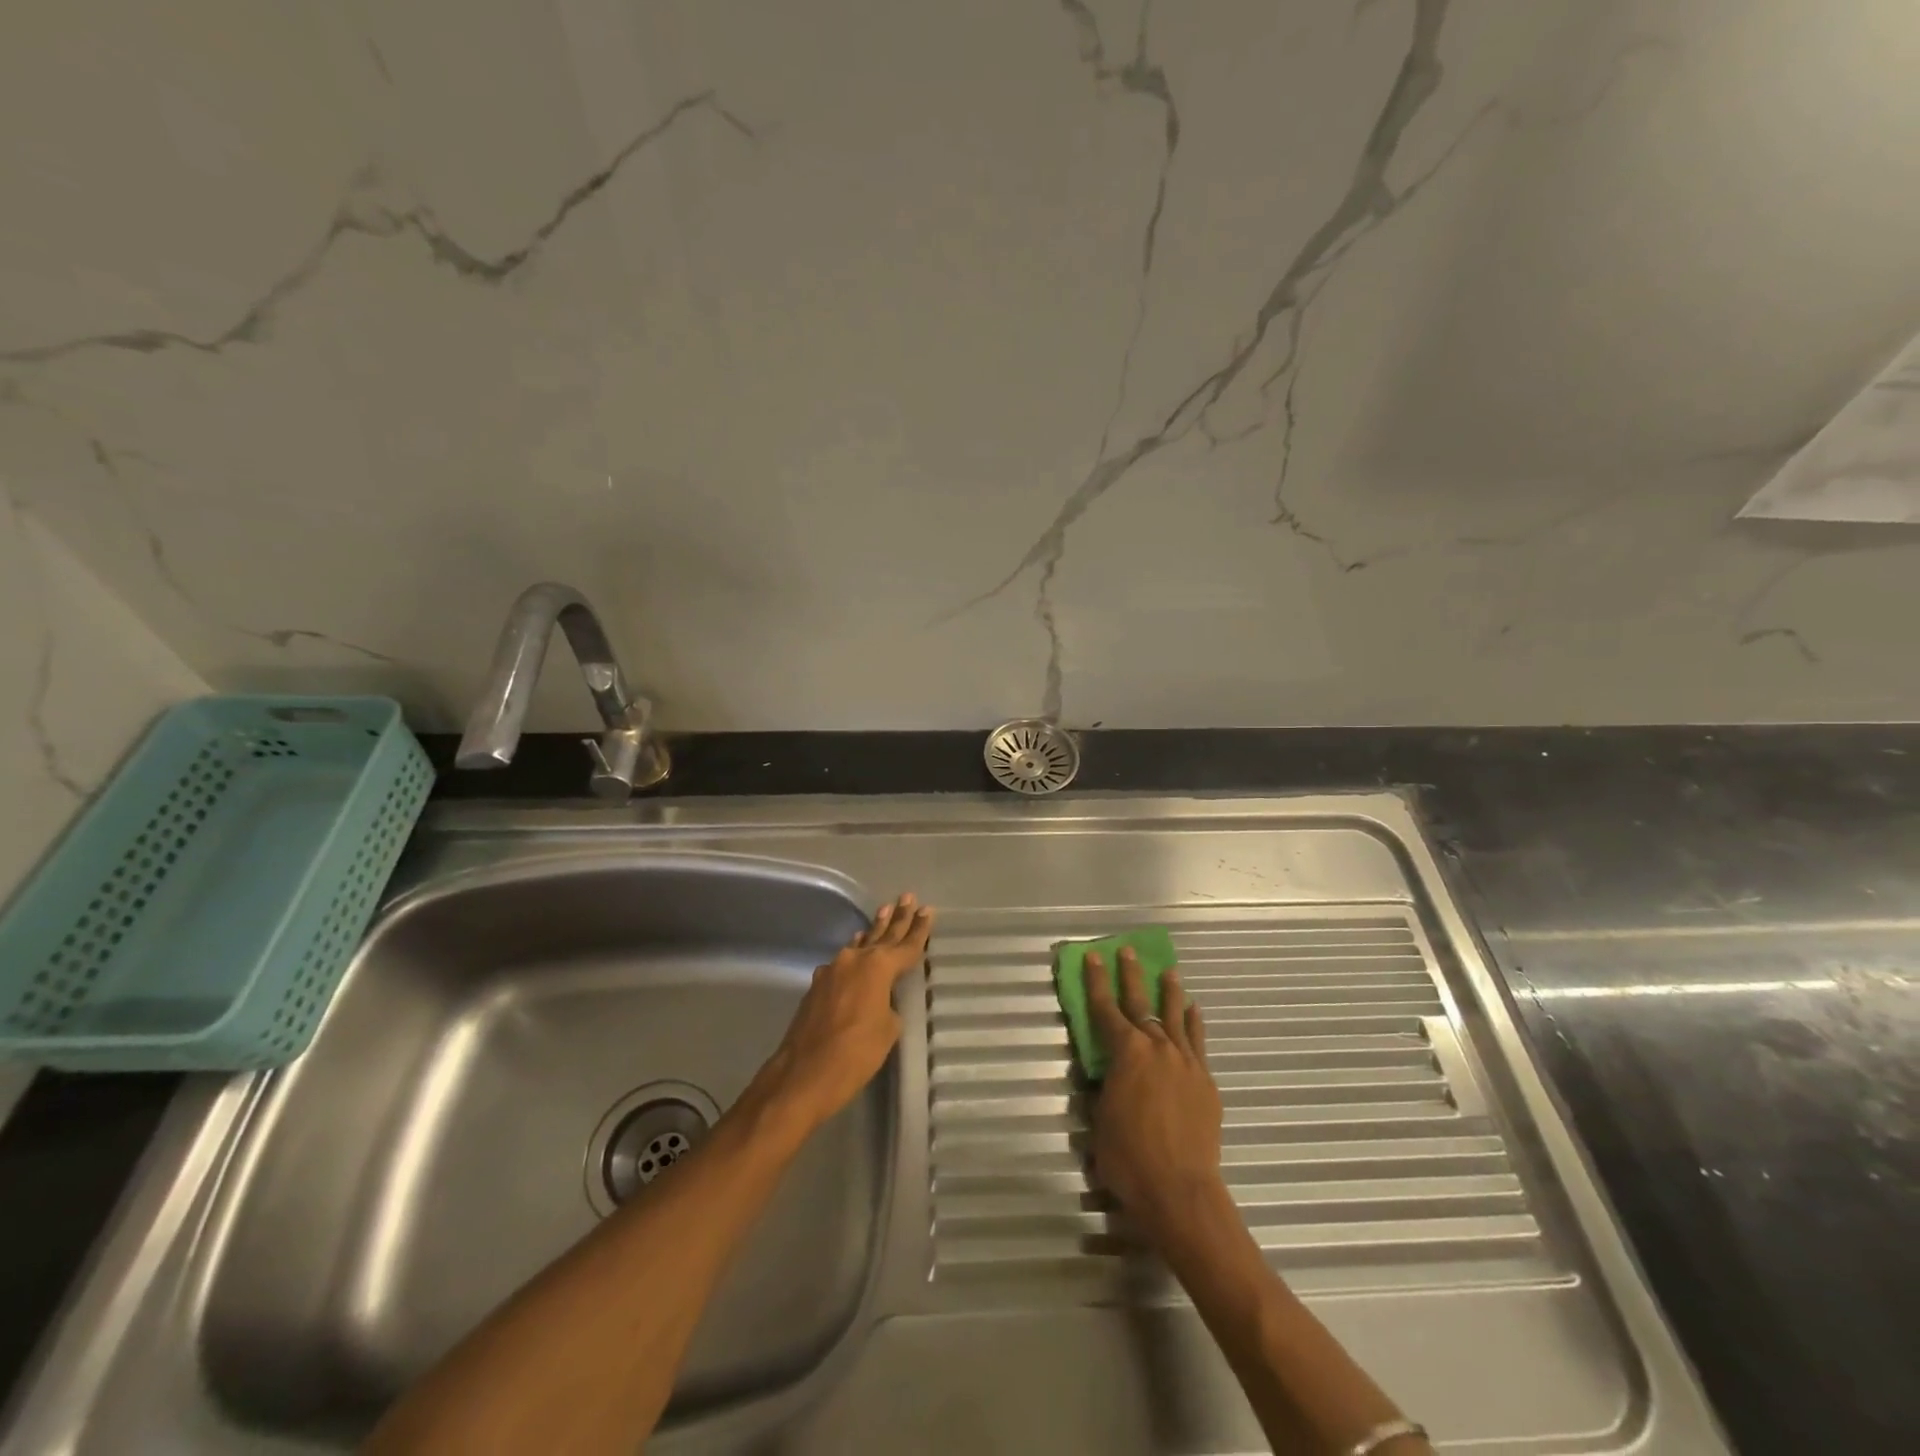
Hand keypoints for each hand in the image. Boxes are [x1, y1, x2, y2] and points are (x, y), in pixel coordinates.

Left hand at [758, 893, 933, 1128]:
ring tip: (883, 911)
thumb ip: (889, 1006)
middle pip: (882, 935)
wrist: (804, 1073)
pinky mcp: (818, 986)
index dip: (919, 929)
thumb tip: (880, 1001)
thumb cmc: (856, 1053)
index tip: (928, 910)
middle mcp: (855, 960)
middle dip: (897, 917)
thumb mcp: (888, 1030)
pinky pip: (843, 961)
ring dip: (873, 931)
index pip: (906, 945)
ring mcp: (833, 971)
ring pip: (860, 945)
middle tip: (906, 897)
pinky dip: (854, 952)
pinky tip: (855, 948)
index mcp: (879, 967)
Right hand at [1084, 947, 1226, 1248]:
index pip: (1105, 1008)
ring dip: (1170, 992)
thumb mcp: (1100, 1120)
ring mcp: (1185, 1062)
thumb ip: (1104, 1089)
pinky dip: (1194, 1023)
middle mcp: (1157, 1047)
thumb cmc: (1129, 1158)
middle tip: (1128, 951)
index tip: (1094, 957)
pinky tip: (1194, 1011)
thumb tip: (1107, 1077)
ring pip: (1176, 1016)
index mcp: (1125, 1053)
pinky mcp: (1205, 1081)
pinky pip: (1198, 1042)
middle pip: (1141, 1003)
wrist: (1181, 1190)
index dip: (1096, 981)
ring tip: (1169, 971)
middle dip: (1131, 975)